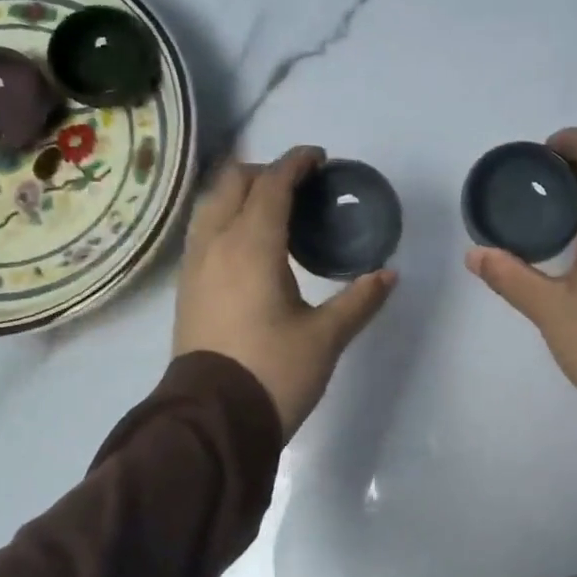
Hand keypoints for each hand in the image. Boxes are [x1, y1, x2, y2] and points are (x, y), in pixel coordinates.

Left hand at [175, 146, 395, 437]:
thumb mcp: (326, 337)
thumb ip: (359, 300)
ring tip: (272, 206)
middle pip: (233, 183)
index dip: (295, 164)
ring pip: (211, 205)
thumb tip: (388, 274)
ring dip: (240, 192)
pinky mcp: (188, 287)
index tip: (319, 158)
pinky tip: (248, 241)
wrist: (214, 418)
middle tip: (299, 184)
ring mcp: (195, 265)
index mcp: (251, 247)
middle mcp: (216, 244)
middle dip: (265, 172)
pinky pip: (204, 230)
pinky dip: (226, 217)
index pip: (271, 186)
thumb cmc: (274, 373)